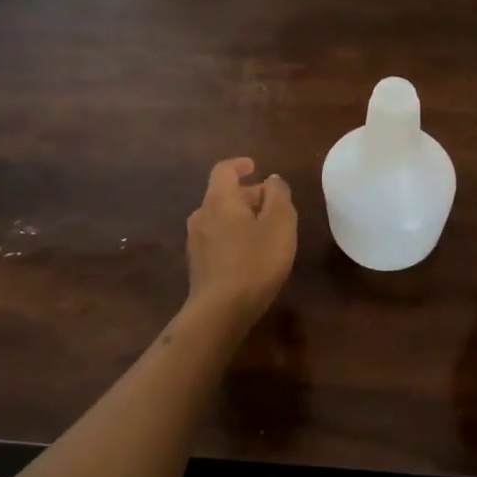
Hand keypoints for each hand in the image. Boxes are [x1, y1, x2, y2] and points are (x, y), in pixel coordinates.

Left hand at [185, 157, 297, 328]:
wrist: (220, 311)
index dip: (240, 165)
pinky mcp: (198, 265)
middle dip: (247, 195)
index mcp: (220, 199)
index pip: (224, 170)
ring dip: (240, 217)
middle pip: (222, 195)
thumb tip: (272, 180)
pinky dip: (233, 236)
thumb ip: (278, 195)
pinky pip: (217, 239)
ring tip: (264, 230)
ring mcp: (196, 242)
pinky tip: (250, 253)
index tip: (255, 166)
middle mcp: (202, 215)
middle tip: (272, 204)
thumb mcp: (280, 223)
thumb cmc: (255, 260)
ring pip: (219, 218)